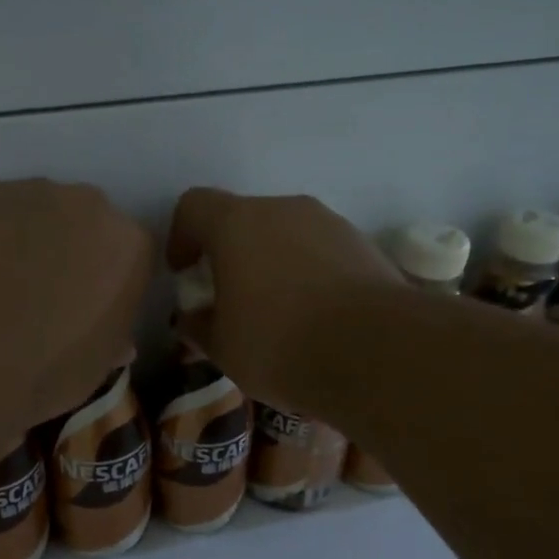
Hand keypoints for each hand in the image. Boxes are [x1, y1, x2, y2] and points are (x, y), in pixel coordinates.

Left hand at [0, 178, 153, 426]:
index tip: (91, 311)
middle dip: (74, 252)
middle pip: (89, 224)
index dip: (110, 285)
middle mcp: (93, 206)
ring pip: (42, 212)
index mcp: (131, 248)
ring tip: (3, 283)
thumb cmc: (47, 366)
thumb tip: (117, 343)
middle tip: (47, 294)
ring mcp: (37, 192)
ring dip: (32, 238)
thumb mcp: (96, 369)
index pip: (131, 258)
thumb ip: (112, 343)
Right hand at [166, 187, 400, 412]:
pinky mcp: (365, 245)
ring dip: (272, 263)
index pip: (194, 206)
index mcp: (236, 224)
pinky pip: (320, 252)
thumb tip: (193, 319)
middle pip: (243, 219)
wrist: (377, 352)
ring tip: (277, 313)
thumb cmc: (279, 344)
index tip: (184, 273)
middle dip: (229, 254)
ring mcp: (329, 223)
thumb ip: (199, 326)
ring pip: (286, 234)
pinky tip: (315, 317)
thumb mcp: (222, 348)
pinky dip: (308, 274)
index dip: (181, 236)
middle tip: (229, 298)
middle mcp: (283, 209)